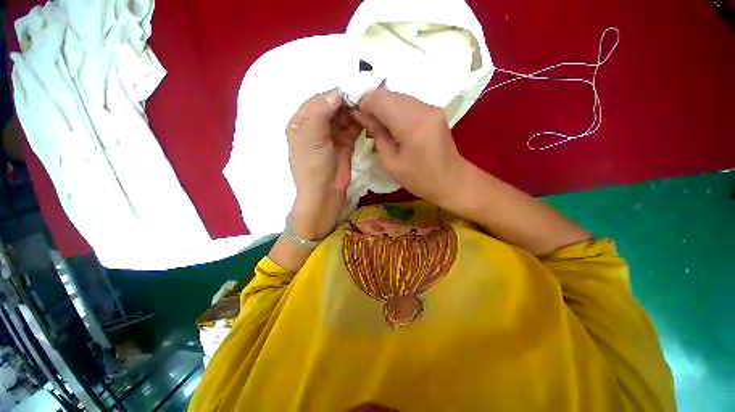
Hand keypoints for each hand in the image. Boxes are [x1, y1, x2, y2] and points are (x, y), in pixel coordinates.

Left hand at [286, 89, 361, 239]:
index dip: (337, 94)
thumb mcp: (311, 137)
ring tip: (370, 108)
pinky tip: (369, 119)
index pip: (321, 99)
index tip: (355, 90)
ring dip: (356, 112)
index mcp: (303, 121)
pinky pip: (353, 128)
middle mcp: (317, 125)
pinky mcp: (345, 143)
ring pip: (346, 116)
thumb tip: (337, 92)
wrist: (325, 193)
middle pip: (335, 106)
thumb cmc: (313, 166)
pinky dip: (360, 123)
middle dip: (349, 102)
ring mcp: (332, 134)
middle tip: (367, 99)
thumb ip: (320, 111)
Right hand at [350, 86, 469, 209]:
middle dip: (373, 105)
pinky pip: (408, 103)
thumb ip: (377, 135)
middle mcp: (424, 109)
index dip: (364, 104)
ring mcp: (431, 107)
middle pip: (389, 95)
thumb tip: (363, 116)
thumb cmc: (419, 179)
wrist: (452, 180)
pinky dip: (396, 110)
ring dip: (385, 108)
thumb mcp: (391, 163)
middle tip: (368, 124)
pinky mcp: (434, 110)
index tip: (358, 118)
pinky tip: (394, 126)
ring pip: (398, 97)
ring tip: (380, 127)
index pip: (380, 99)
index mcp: (412, 125)